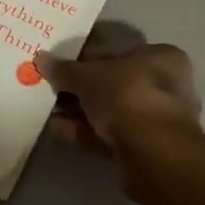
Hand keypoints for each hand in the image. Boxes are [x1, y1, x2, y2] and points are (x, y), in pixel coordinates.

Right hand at [37, 26, 200, 175]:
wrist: (151, 152)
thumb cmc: (126, 95)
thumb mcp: (87, 75)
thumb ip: (64, 69)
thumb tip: (41, 59)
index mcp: (159, 57)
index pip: (117, 52)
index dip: (85, 58)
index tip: (61, 65)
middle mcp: (163, 86)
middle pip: (112, 83)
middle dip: (79, 88)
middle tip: (51, 89)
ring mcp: (155, 120)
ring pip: (109, 111)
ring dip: (78, 111)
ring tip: (48, 111)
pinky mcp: (143, 149)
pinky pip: (108, 134)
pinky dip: (84, 131)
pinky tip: (58, 129)